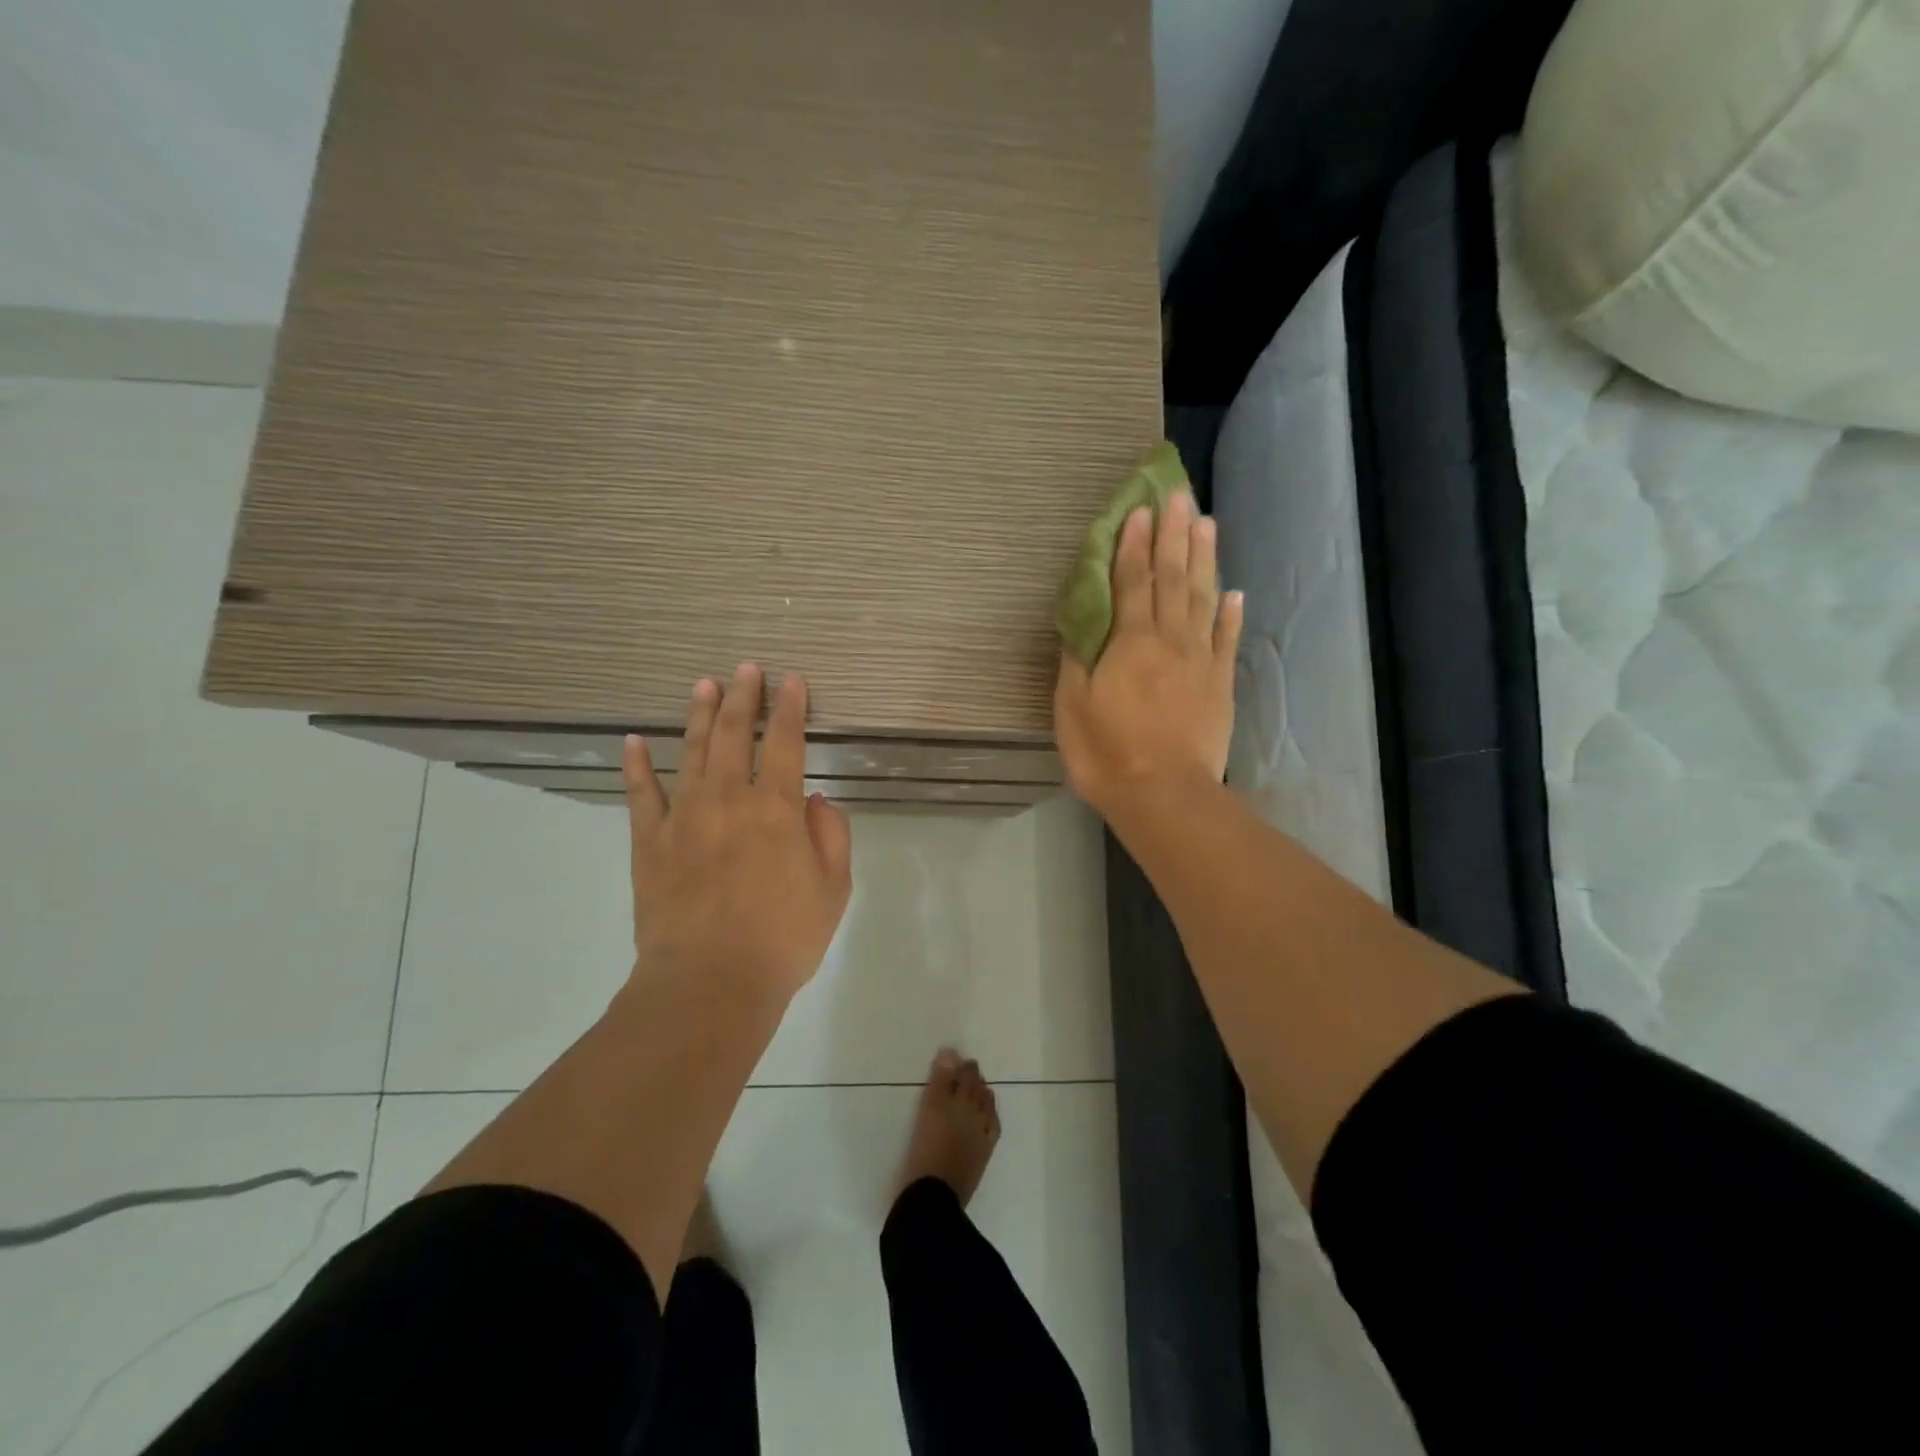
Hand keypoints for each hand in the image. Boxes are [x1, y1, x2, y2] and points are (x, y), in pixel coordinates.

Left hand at [623, 664, 852, 1000]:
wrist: (709, 983)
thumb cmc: (783, 938)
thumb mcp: (834, 889)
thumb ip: (830, 835)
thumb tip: (813, 800)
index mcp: (776, 809)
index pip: (784, 742)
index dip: (789, 708)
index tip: (792, 680)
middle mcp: (728, 800)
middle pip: (732, 734)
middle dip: (742, 697)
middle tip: (746, 669)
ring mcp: (683, 817)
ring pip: (690, 752)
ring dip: (698, 715)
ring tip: (704, 685)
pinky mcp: (648, 842)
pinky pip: (641, 794)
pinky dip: (636, 766)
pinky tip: (633, 741)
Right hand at [1054, 490, 1242, 821]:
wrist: (1164, 794)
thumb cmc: (1106, 752)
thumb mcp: (1072, 706)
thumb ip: (1077, 659)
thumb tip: (1081, 624)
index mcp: (1130, 642)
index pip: (1132, 581)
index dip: (1135, 544)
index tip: (1141, 510)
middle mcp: (1169, 640)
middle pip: (1173, 579)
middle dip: (1175, 535)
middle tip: (1180, 496)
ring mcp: (1200, 661)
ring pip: (1203, 600)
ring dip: (1205, 560)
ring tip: (1208, 524)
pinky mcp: (1219, 685)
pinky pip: (1226, 640)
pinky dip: (1229, 614)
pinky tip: (1234, 593)